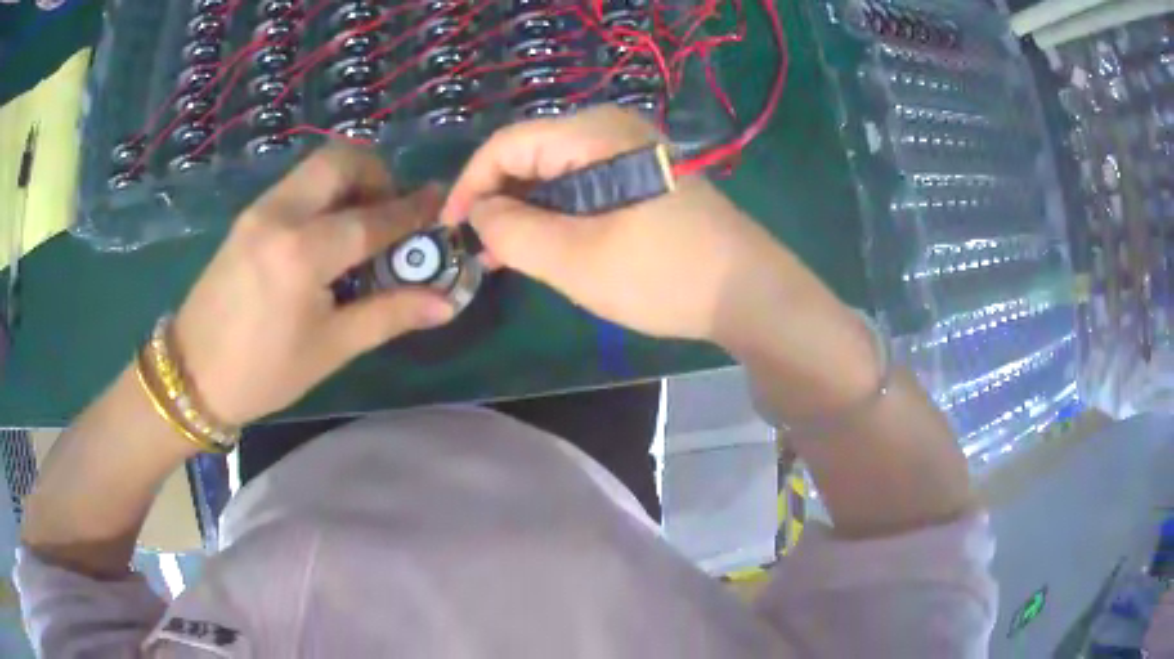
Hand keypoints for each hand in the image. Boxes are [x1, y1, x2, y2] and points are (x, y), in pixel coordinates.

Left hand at [173, 145, 455, 425]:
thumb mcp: (330, 348)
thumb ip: (389, 314)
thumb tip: (445, 302)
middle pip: (342, 160)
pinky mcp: (247, 216)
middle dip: (377, 175)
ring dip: (350, 181)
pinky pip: (297, 185)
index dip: (413, 211)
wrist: (192, 374)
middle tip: (390, 213)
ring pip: (317, 167)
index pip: (373, 219)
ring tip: (360, 224)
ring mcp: (259, 210)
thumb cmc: (263, 372)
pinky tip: (325, 234)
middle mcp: (281, 215)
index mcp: (303, 253)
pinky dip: (324, 193)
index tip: (440, 204)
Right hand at [442, 105, 839, 347]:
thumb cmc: (663, 274)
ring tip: (504, 256)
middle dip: (497, 200)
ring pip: (555, 173)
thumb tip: (479, 214)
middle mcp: (611, 129)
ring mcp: (631, 152)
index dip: (470, 184)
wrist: (749, 294)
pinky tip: (546, 246)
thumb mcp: (575, 259)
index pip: (507, 144)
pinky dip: (557, 214)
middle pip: (531, 154)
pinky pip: (582, 186)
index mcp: (594, 133)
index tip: (448, 229)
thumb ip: (512, 231)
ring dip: (526, 211)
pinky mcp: (643, 177)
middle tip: (478, 250)